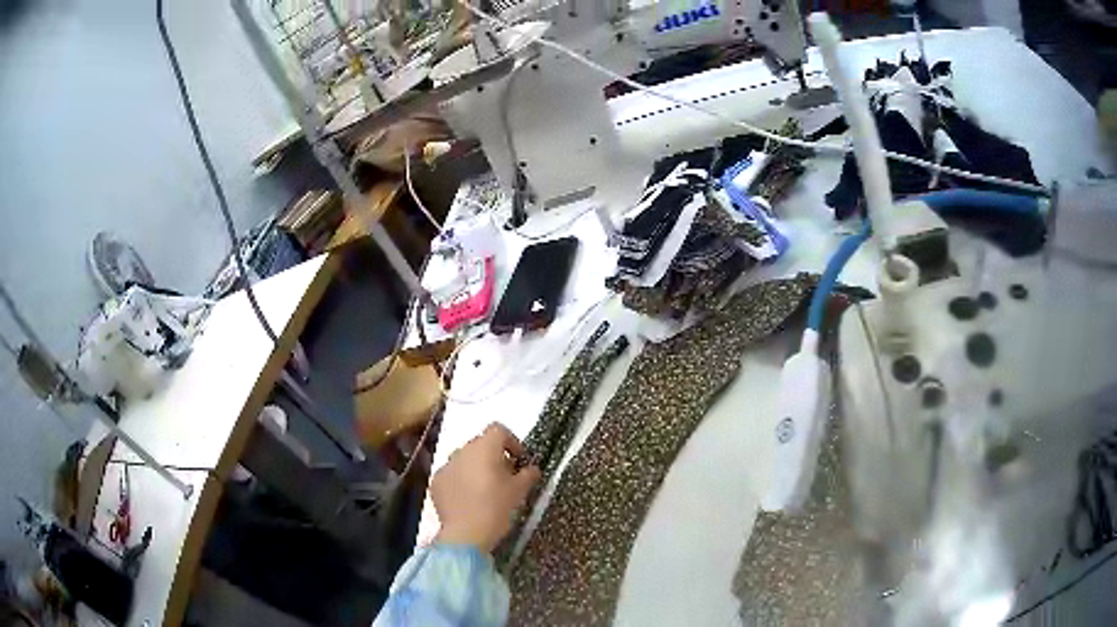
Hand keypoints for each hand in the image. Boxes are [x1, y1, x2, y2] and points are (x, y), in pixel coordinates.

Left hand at [432, 422, 540, 552]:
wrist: (465, 534)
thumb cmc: (496, 508)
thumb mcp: (519, 492)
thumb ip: (528, 475)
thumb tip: (532, 468)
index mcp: (484, 448)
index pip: (498, 429)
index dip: (512, 441)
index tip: (519, 460)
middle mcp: (462, 451)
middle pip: (480, 444)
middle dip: (494, 456)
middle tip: (505, 476)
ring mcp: (446, 466)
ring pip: (465, 459)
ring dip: (476, 468)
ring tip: (486, 489)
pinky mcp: (436, 482)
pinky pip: (452, 474)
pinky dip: (461, 481)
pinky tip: (469, 499)